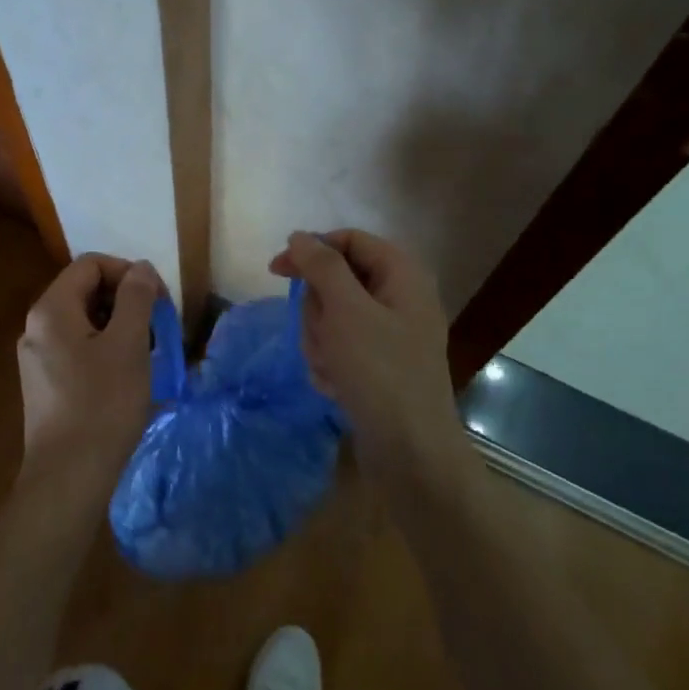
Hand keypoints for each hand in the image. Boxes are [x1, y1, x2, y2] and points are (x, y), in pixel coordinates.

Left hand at [16, 253, 161, 494]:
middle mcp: (36, 327)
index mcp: (51, 309)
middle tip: (157, 327)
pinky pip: (77, 349)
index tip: (158, 299)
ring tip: (147, 353)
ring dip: (119, 327)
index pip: (91, 265)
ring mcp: (37, 358)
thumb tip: (140, 269)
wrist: (68, 478)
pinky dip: (105, 350)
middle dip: (125, 300)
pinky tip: (127, 377)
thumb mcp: (128, 344)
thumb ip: (136, 298)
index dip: (128, 272)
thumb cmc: (102, 404)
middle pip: (85, 291)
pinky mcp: (44, 385)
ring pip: (84, 322)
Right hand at [270, 230, 459, 475]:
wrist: (411, 452)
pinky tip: (336, 386)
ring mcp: (390, 333)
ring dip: (320, 341)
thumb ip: (321, 266)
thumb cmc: (380, 371)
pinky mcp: (379, 364)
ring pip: (332, 316)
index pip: (349, 240)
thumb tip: (300, 236)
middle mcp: (399, 297)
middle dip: (318, 310)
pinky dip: (330, 363)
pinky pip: (340, 347)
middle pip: (336, 280)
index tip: (277, 270)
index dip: (311, 250)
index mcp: (402, 274)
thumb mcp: (346, 310)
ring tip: (331, 368)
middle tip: (322, 334)